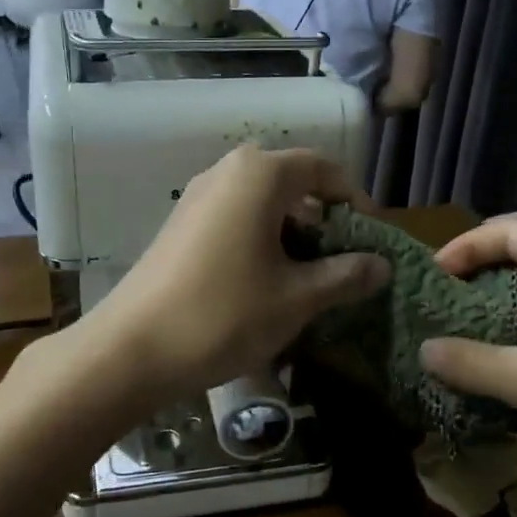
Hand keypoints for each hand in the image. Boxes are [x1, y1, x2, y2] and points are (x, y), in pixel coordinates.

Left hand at [76, 145, 389, 408]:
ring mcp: (197, 197)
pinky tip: (267, 280)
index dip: (355, 199)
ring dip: (292, 230)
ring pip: (261, 200)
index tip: (372, 236)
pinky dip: (261, 238)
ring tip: (310, 274)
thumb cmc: (224, 314)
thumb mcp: (297, 298)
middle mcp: (226, 172)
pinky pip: (234, 217)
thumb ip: (345, 275)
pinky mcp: (180, 225)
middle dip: (324, 216)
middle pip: (291, 180)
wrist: (133, 349)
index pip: (323, 167)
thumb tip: (383, 265)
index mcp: (259, 175)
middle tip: (343, 257)